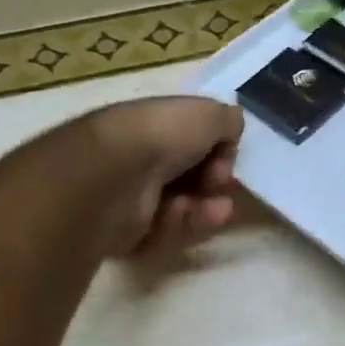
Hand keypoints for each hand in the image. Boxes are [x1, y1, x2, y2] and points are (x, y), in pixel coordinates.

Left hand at [85, 96, 243, 256]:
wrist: (114, 175)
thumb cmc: (162, 135)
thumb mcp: (207, 114)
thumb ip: (227, 120)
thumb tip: (230, 130)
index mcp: (156, 123)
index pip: (194, 137)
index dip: (218, 146)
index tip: (228, 151)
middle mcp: (143, 155)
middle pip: (191, 174)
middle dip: (215, 179)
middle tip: (221, 181)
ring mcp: (134, 194)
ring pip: (183, 205)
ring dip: (206, 207)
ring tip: (218, 209)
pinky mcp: (128, 230)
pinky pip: (166, 230)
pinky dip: (182, 223)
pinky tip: (188, 214)